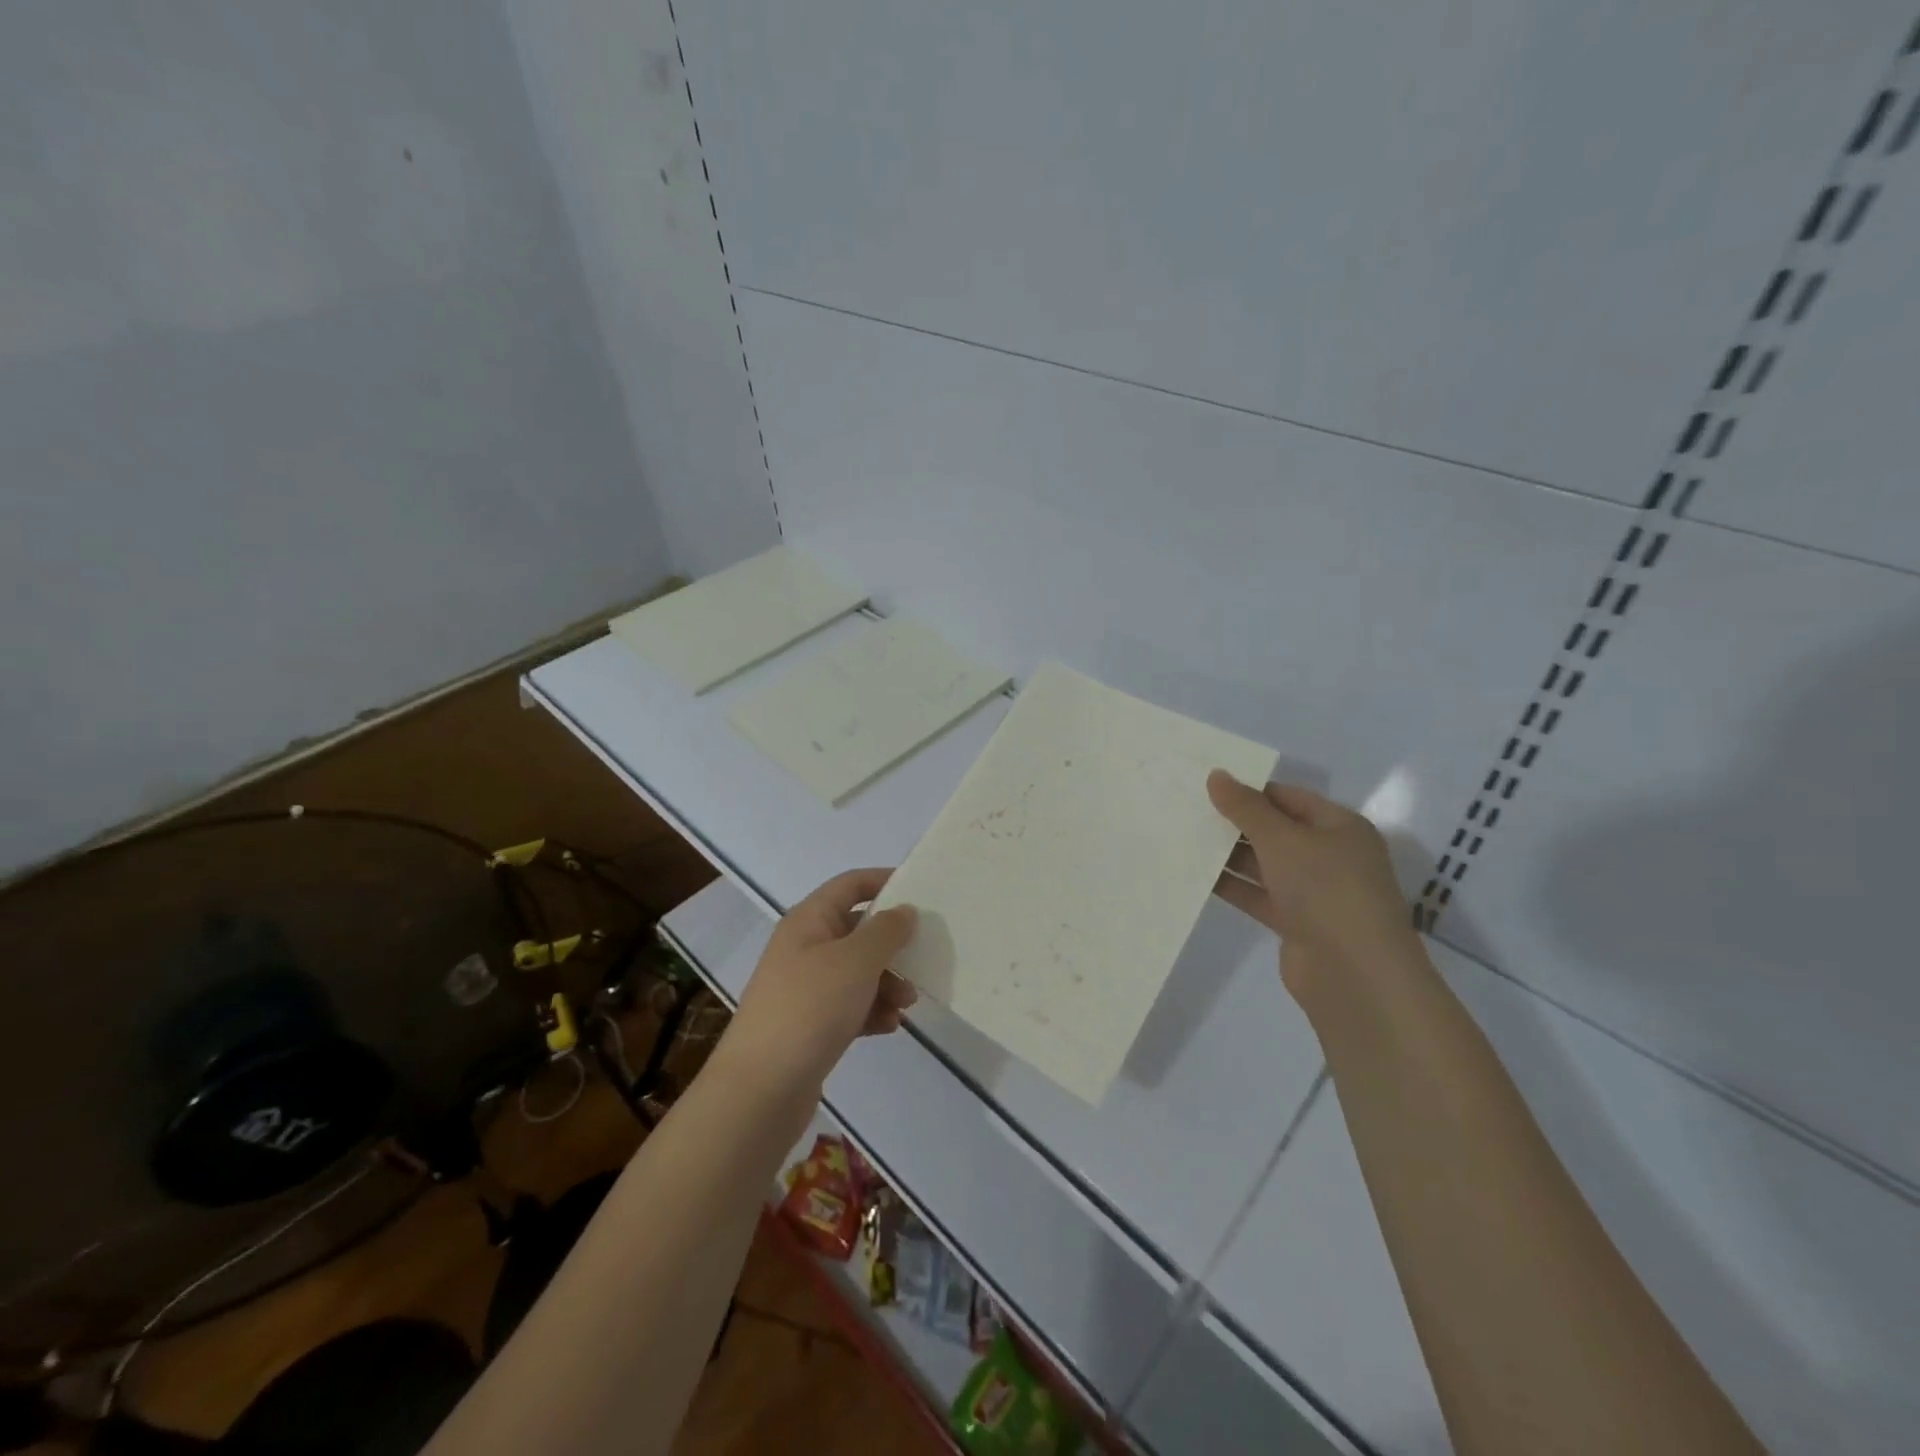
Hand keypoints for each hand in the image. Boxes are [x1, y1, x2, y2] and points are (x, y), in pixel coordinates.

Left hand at [722, 868, 919, 1094]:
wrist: (761, 1089)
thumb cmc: (810, 1009)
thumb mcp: (856, 961)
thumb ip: (886, 931)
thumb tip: (904, 910)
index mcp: (808, 921)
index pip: (849, 884)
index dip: (883, 880)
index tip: (921, 890)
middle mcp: (804, 948)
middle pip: (857, 930)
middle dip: (892, 944)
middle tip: (923, 958)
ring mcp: (806, 988)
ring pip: (858, 971)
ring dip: (887, 982)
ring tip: (907, 1003)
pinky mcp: (810, 1025)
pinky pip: (850, 1006)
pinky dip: (872, 1011)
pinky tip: (889, 1027)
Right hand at [1207, 771, 1423, 1002]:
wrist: (1353, 973)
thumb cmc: (1325, 889)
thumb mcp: (1282, 839)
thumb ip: (1246, 808)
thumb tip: (1216, 775)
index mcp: (1340, 827)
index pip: (1289, 797)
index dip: (1250, 790)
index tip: (1206, 786)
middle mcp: (1330, 855)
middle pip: (1276, 830)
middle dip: (1236, 822)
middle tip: (1188, 810)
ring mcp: (1314, 892)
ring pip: (1264, 864)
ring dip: (1230, 855)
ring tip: (1184, 839)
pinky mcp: (1296, 923)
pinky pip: (1258, 895)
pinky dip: (1232, 886)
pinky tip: (1197, 876)